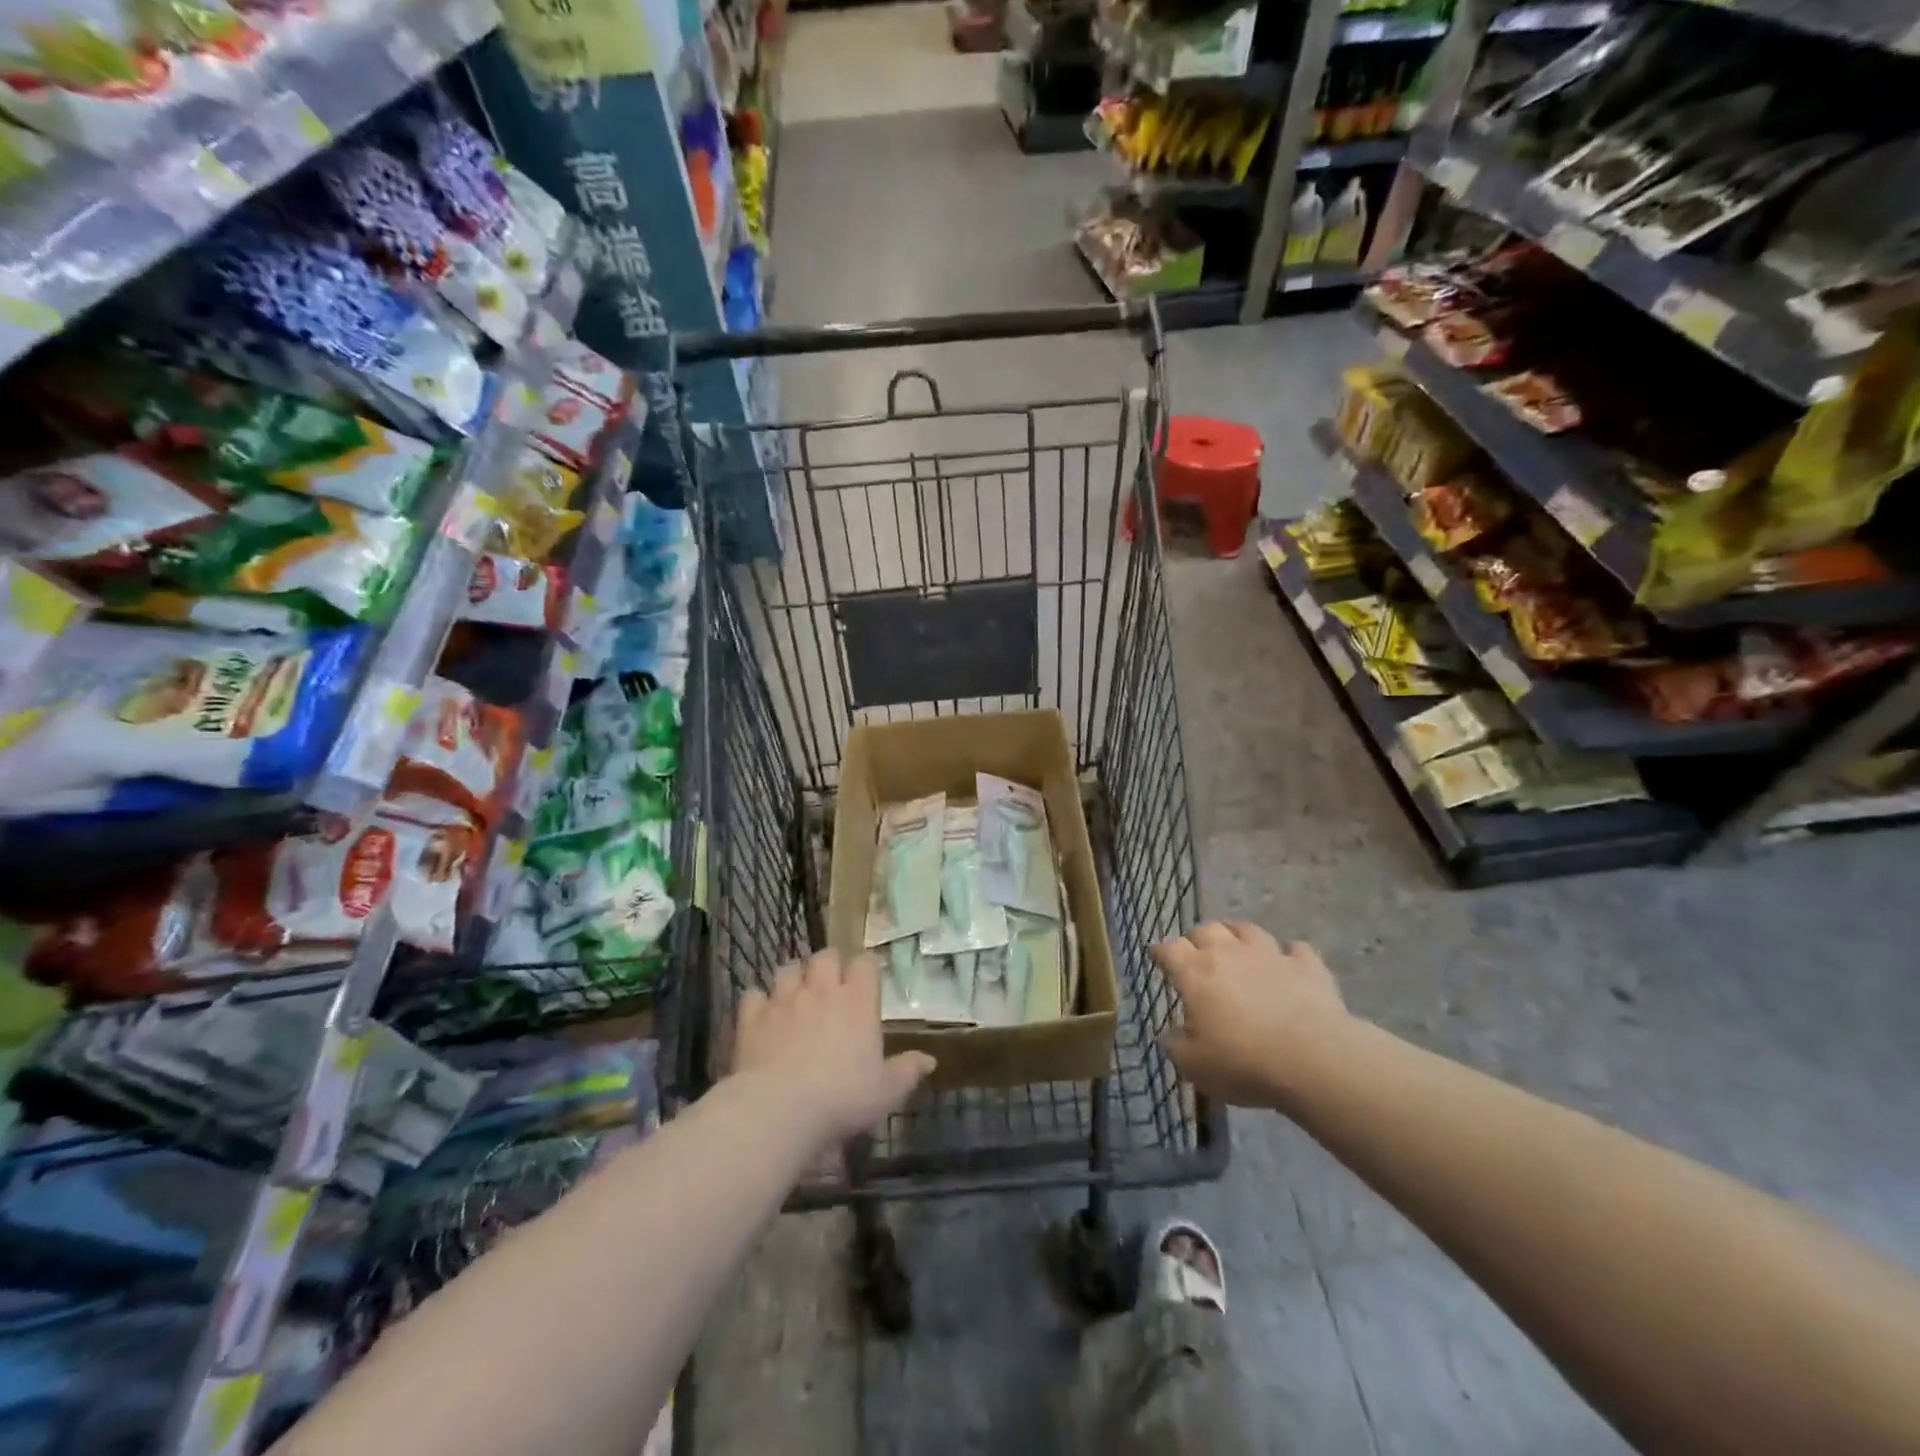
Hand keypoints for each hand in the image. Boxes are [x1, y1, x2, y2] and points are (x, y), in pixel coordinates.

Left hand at [734, 950, 935, 1146]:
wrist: (780, 1109)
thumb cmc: (842, 1098)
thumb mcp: (886, 1092)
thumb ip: (908, 1071)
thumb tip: (930, 1060)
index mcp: (858, 1001)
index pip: (865, 963)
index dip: (866, 967)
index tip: (867, 979)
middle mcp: (821, 990)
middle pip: (825, 956)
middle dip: (828, 964)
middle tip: (830, 985)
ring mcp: (784, 999)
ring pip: (788, 968)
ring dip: (793, 978)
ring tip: (795, 995)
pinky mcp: (753, 1016)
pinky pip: (754, 995)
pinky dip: (759, 1002)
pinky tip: (762, 1017)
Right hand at [1154, 923, 1350, 1110]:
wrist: (1314, 1059)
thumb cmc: (1244, 1062)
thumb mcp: (1195, 1066)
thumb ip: (1176, 1046)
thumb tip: (1171, 1034)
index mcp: (1195, 973)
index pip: (1169, 949)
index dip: (1160, 951)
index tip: (1156, 956)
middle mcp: (1229, 952)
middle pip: (1206, 929)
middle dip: (1197, 938)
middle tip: (1196, 954)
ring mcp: (1270, 953)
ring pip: (1247, 929)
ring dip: (1237, 935)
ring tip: (1237, 948)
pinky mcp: (1307, 965)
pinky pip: (1295, 949)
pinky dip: (1288, 954)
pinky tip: (1288, 964)